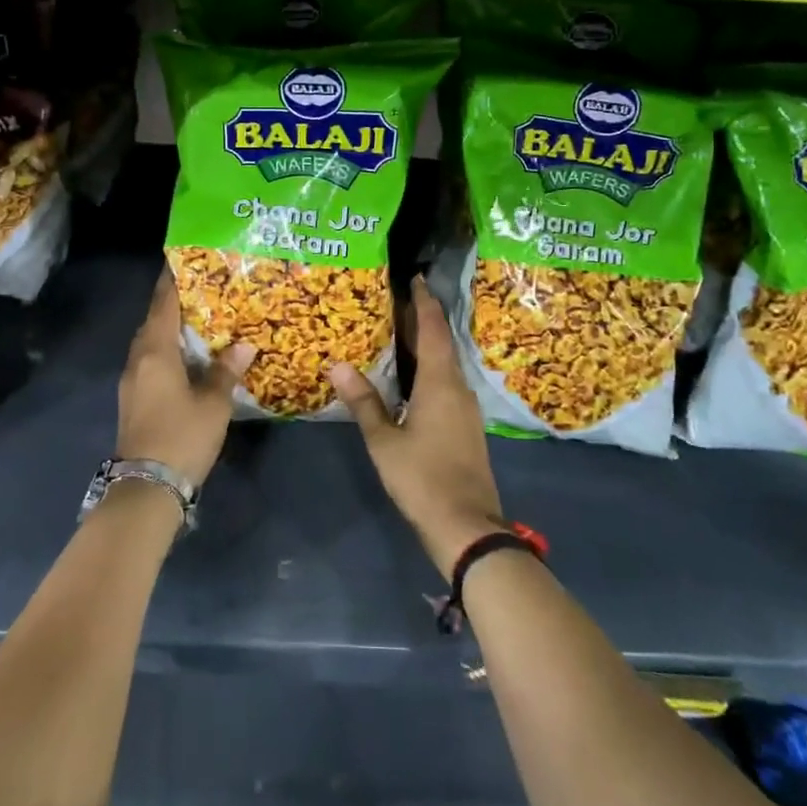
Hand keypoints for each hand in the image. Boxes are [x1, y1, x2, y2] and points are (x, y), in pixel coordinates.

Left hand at [116, 271, 254, 487]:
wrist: (146, 488)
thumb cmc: (181, 437)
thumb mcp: (213, 404)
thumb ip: (226, 371)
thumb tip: (244, 346)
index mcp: (156, 352)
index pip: (164, 303)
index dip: (173, 279)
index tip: (185, 257)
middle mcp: (139, 359)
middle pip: (155, 319)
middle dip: (176, 300)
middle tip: (205, 285)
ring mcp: (133, 380)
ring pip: (152, 341)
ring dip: (172, 326)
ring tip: (202, 315)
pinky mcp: (135, 398)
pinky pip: (152, 359)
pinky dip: (169, 348)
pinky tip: (190, 354)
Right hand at [329, 275, 505, 577]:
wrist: (467, 526)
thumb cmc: (422, 477)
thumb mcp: (384, 440)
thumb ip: (364, 402)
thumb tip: (339, 365)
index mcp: (440, 383)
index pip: (433, 329)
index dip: (424, 302)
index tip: (414, 279)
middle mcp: (458, 388)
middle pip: (442, 343)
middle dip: (424, 320)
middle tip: (398, 301)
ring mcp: (466, 408)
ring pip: (447, 364)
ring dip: (428, 345)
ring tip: (401, 333)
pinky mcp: (467, 426)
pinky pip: (448, 383)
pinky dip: (432, 369)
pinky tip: (414, 378)